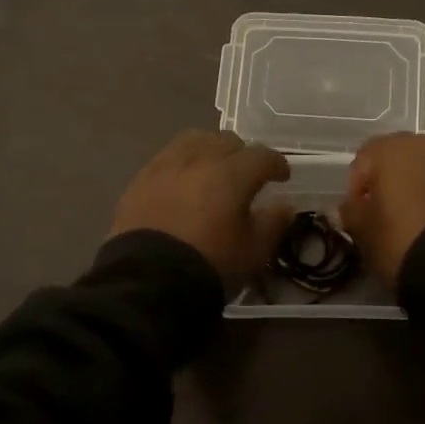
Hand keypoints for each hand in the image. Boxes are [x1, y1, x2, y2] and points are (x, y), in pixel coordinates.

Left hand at [109, 131, 292, 289]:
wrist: (147, 281)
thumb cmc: (210, 264)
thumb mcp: (254, 251)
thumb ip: (273, 223)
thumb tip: (285, 206)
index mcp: (231, 173)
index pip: (262, 156)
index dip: (277, 164)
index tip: (282, 177)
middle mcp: (198, 159)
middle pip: (226, 142)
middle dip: (242, 155)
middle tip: (246, 175)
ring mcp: (164, 167)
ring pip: (192, 142)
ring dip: (209, 151)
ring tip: (212, 171)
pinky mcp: (139, 181)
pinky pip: (166, 159)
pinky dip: (181, 165)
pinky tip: (181, 184)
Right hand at [338, 133, 424, 283]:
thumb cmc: (405, 241)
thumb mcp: (366, 234)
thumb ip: (352, 214)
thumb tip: (349, 207)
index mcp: (391, 149)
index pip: (364, 158)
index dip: (358, 187)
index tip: (360, 215)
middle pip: (403, 157)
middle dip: (395, 181)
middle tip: (392, 214)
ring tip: (424, 218)